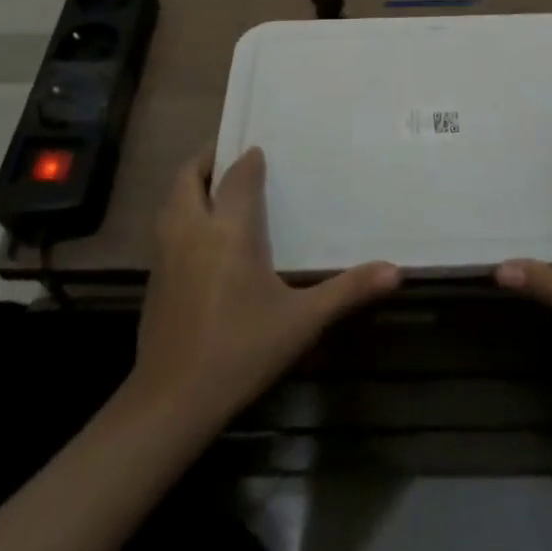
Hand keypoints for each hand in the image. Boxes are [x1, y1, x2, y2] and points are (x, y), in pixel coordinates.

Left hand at [129, 144, 399, 430]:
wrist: (171, 401)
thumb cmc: (240, 351)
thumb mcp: (301, 322)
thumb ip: (347, 291)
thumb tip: (397, 271)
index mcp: (229, 229)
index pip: (238, 175)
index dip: (249, 159)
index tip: (263, 149)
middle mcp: (193, 229)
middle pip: (190, 176)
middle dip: (210, 158)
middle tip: (235, 155)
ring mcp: (166, 252)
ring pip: (171, 198)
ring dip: (191, 184)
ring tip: (217, 185)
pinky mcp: (154, 275)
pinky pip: (166, 224)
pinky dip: (181, 210)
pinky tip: (201, 233)